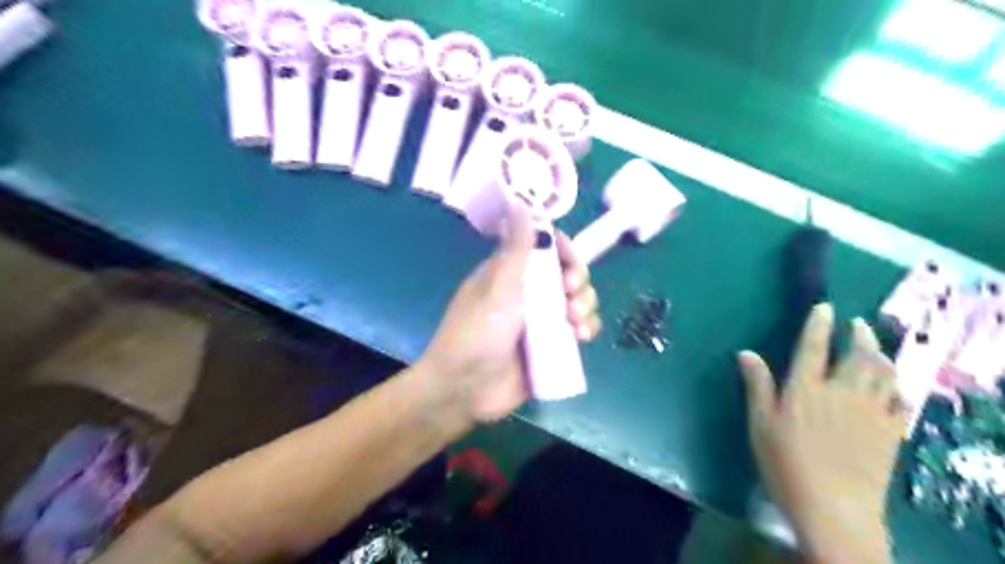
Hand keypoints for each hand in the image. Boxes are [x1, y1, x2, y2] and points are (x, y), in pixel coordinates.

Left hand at [419, 204, 599, 422]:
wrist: (465, 390)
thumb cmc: (477, 334)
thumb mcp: (498, 288)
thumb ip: (516, 249)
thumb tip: (519, 201)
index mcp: (510, 273)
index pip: (544, 248)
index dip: (563, 249)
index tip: (569, 261)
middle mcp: (527, 293)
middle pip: (566, 274)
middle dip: (577, 280)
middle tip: (571, 294)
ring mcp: (540, 321)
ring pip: (576, 301)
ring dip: (586, 305)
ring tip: (576, 321)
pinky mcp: (550, 347)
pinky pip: (578, 330)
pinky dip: (586, 329)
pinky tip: (582, 336)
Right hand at [737, 307, 902, 560]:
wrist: (833, 508)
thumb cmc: (785, 464)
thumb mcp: (760, 424)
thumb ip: (757, 386)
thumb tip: (746, 352)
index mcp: (805, 389)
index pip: (813, 347)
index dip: (818, 325)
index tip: (825, 307)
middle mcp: (841, 392)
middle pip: (858, 355)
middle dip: (859, 335)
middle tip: (858, 323)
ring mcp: (870, 412)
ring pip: (883, 374)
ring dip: (881, 355)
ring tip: (877, 347)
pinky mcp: (889, 432)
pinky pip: (900, 401)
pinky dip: (897, 387)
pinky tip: (894, 385)